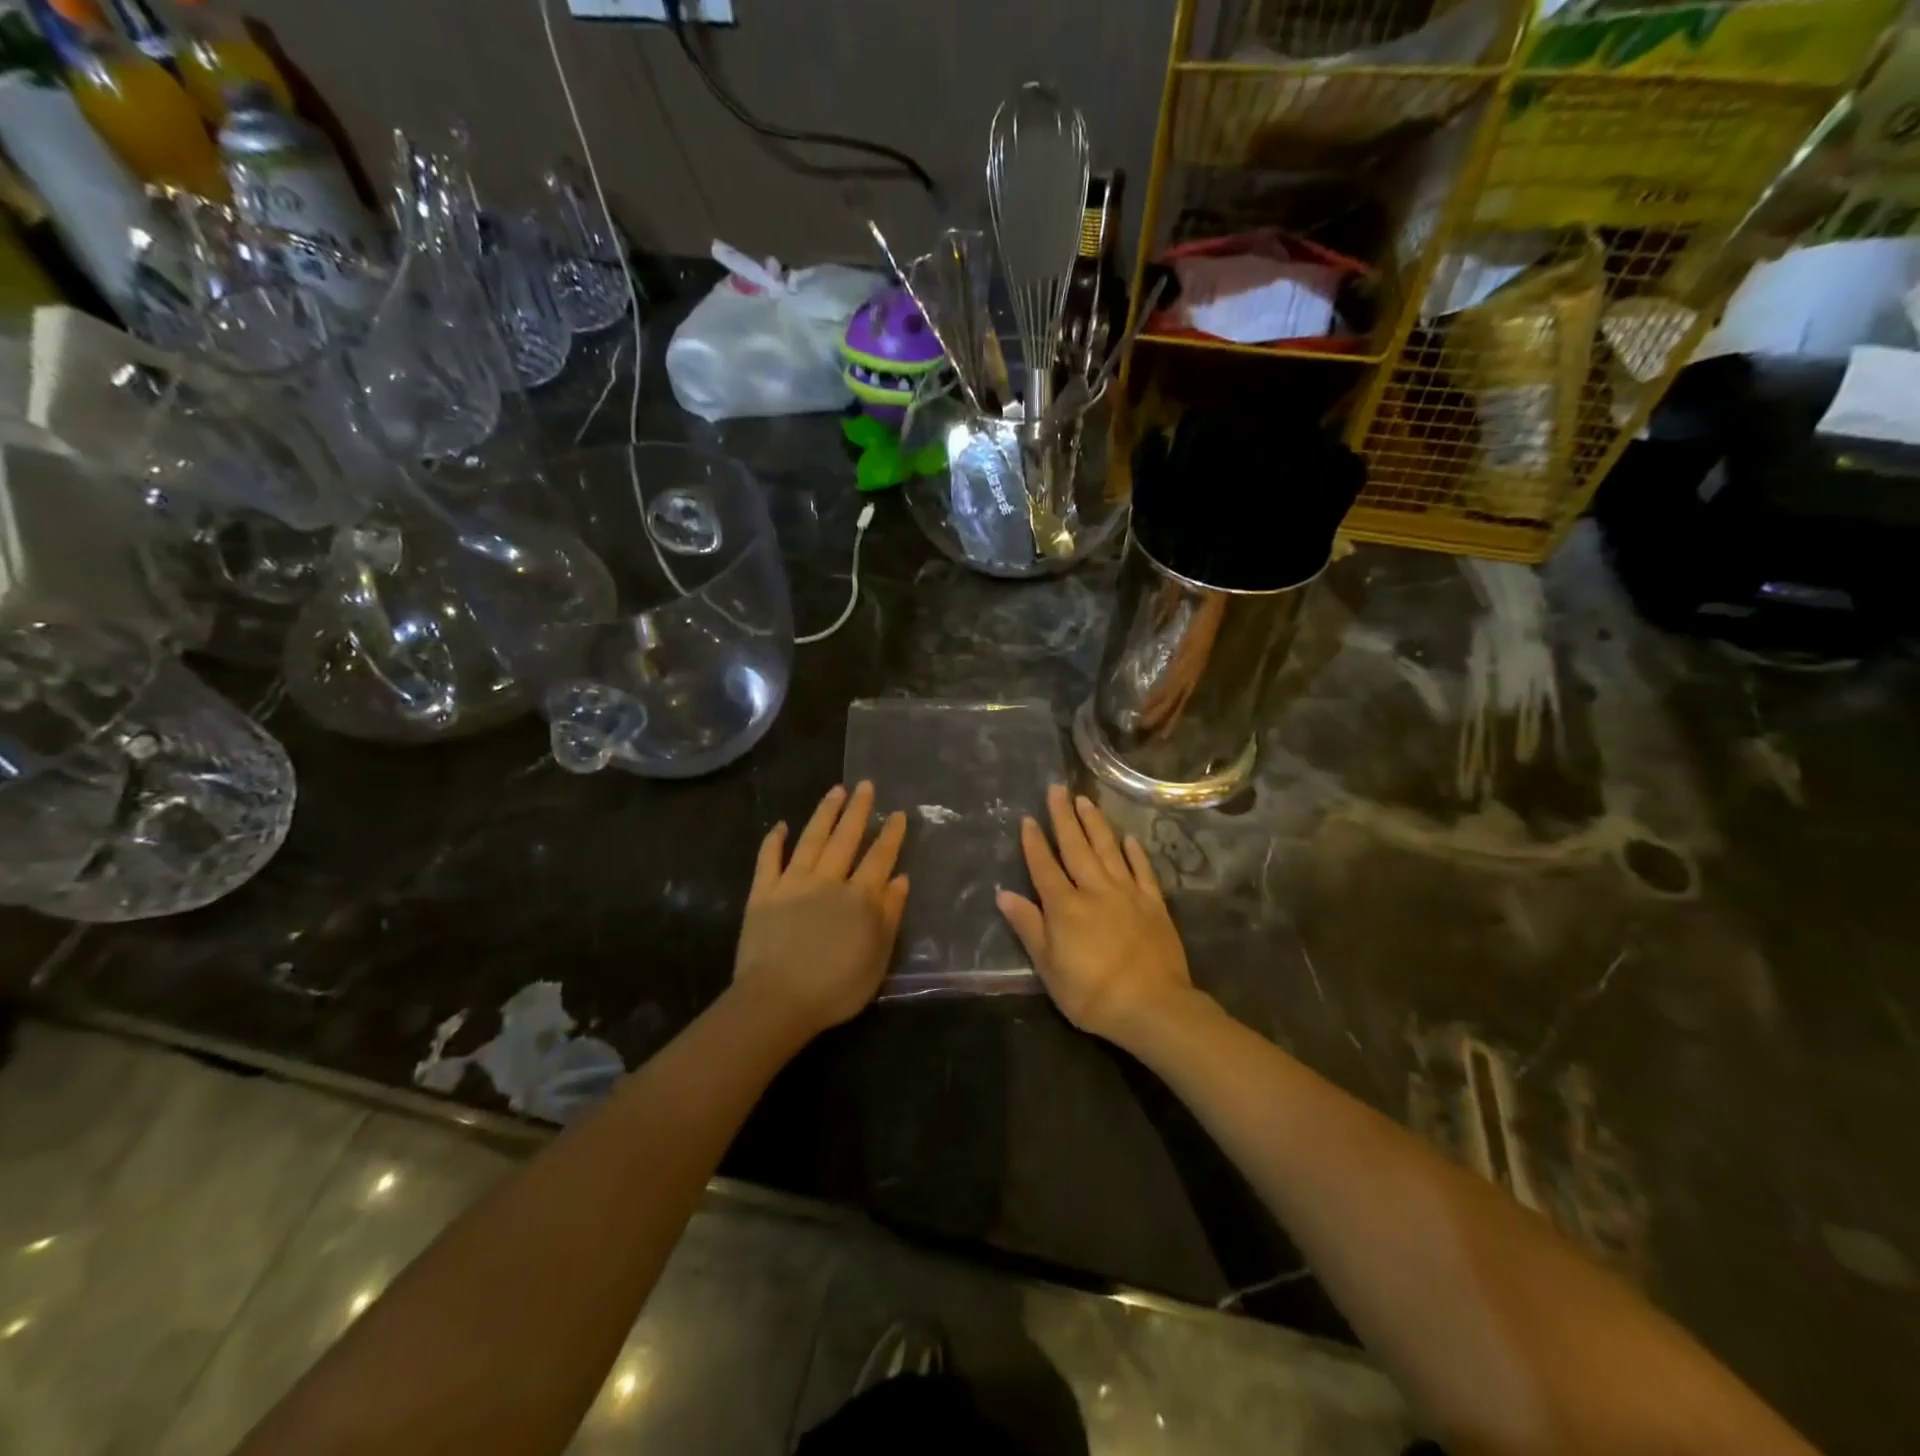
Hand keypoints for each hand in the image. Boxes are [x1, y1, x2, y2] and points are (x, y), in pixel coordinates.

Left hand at [733, 782, 908, 1039]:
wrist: (778, 1000)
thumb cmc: (836, 987)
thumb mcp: (878, 957)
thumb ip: (890, 915)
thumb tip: (900, 879)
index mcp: (859, 897)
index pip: (879, 858)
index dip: (890, 835)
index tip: (897, 813)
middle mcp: (828, 880)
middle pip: (846, 839)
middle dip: (858, 810)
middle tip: (865, 785)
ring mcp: (792, 883)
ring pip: (811, 840)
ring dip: (824, 814)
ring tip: (835, 791)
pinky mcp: (762, 894)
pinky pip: (768, 861)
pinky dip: (773, 841)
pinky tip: (780, 826)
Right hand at [996, 785, 1195, 1045]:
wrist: (1153, 1006)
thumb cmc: (1092, 994)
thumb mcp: (1049, 968)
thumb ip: (1029, 927)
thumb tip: (1004, 894)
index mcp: (1065, 906)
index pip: (1045, 866)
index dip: (1035, 842)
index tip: (1028, 818)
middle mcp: (1095, 890)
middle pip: (1076, 847)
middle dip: (1064, 817)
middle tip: (1057, 788)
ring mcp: (1127, 893)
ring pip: (1108, 849)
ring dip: (1095, 823)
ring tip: (1085, 799)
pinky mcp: (1154, 903)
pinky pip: (1143, 870)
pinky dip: (1135, 852)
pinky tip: (1129, 838)